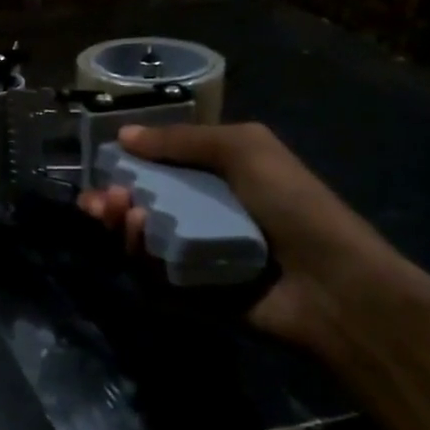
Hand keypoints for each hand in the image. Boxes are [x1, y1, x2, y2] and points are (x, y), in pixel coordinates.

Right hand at [78, 121, 426, 355]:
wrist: (331, 282)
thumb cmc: (291, 204)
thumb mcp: (244, 148)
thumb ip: (182, 140)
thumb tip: (123, 135)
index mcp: (216, 179)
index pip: (157, 170)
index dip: (126, 169)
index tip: (100, 168)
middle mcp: (201, 216)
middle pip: (140, 208)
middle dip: (113, 202)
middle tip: (98, 202)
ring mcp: (195, 256)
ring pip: (140, 242)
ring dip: (123, 226)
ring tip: (125, 214)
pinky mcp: (191, 293)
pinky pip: (153, 275)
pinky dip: (141, 257)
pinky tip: (140, 238)